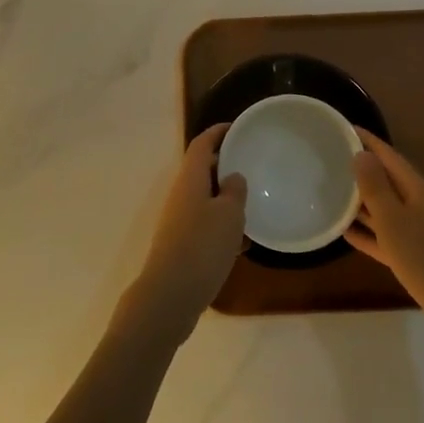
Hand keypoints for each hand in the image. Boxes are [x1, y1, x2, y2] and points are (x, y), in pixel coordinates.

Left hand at [119, 125, 247, 344]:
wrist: (170, 295)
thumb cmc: (202, 246)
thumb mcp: (228, 215)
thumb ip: (234, 191)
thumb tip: (232, 177)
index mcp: (190, 179)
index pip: (201, 144)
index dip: (218, 132)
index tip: (237, 127)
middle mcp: (180, 195)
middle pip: (202, 170)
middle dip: (225, 166)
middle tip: (251, 166)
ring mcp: (178, 221)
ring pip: (205, 199)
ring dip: (225, 199)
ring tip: (252, 205)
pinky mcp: (181, 245)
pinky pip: (204, 224)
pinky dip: (222, 226)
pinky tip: (242, 243)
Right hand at [346, 132, 423, 324]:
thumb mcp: (394, 220)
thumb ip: (375, 187)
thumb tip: (361, 153)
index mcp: (417, 188)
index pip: (388, 155)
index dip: (367, 140)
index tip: (342, 128)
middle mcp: (418, 203)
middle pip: (386, 179)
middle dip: (360, 168)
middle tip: (329, 159)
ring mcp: (418, 229)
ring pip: (384, 207)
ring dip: (360, 200)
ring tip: (330, 191)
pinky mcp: (415, 254)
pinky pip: (386, 235)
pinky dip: (367, 231)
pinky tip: (344, 232)